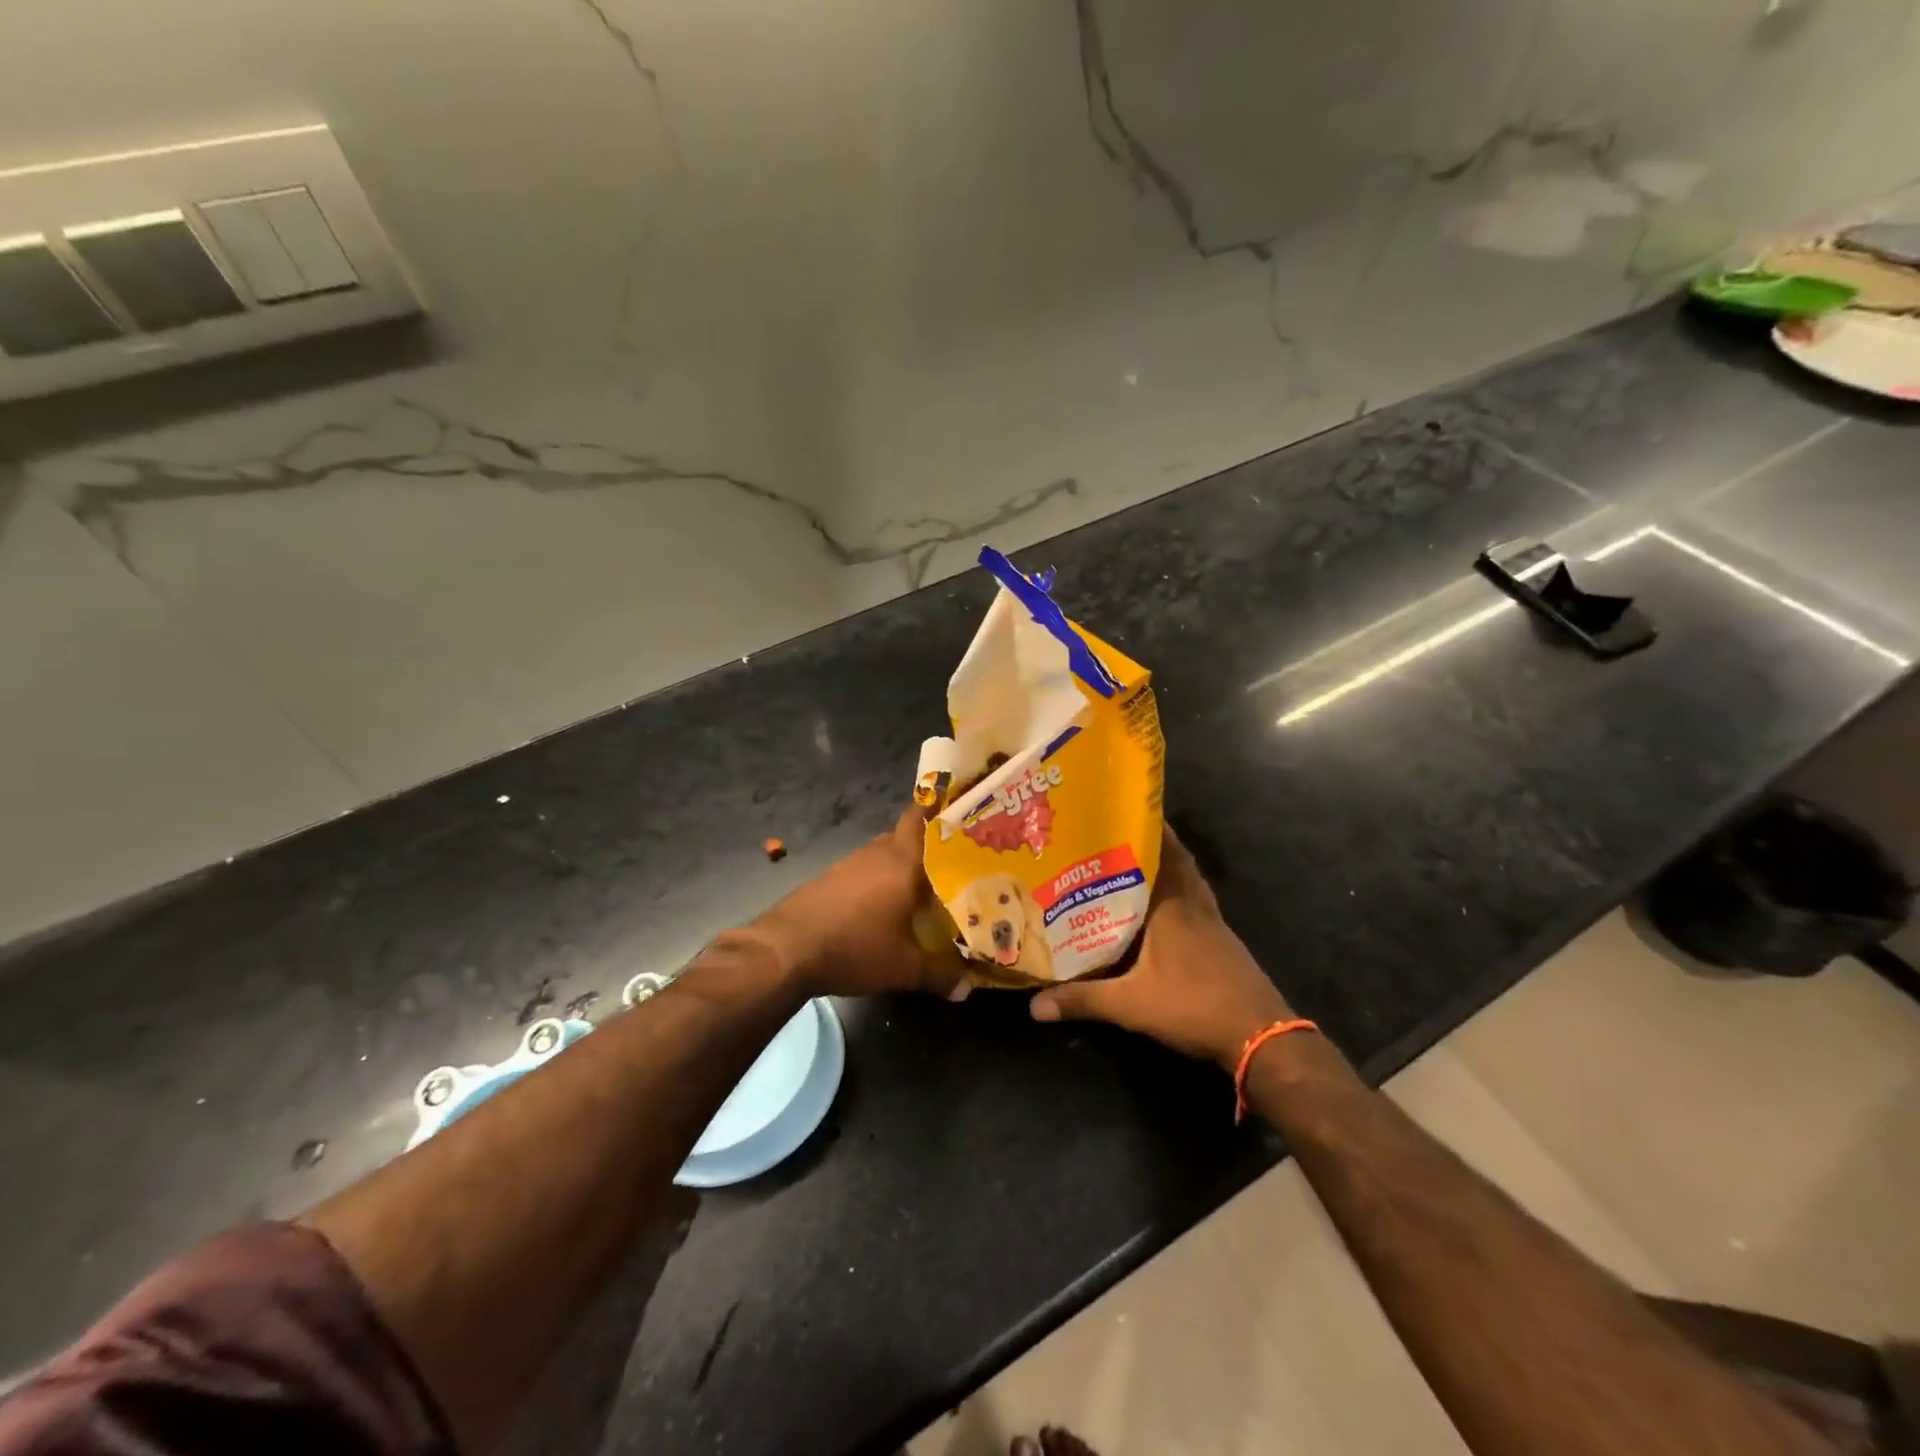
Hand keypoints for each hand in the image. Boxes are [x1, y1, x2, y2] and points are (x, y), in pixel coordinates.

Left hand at [746, 808, 968, 999]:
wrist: (785, 950)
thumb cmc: (854, 948)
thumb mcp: (904, 968)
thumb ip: (940, 975)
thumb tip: (967, 988)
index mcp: (903, 861)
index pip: (920, 816)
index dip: (938, 809)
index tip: (959, 814)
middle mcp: (877, 853)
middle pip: (905, 836)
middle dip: (926, 847)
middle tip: (951, 863)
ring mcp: (849, 864)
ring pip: (883, 855)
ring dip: (899, 867)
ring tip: (920, 888)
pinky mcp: (828, 879)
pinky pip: (862, 871)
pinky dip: (876, 881)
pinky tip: (880, 907)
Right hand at [1030, 827, 1292, 1069]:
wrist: (1260, 1035)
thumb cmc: (1194, 1006)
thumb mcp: (1131, 1005)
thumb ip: (1083, 1000)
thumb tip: (1035, 1005)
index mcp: (1171, 906)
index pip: (1158, 853)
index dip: (1141, 828)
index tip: (1116, 810)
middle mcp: (1192, 903)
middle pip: (1176, 859)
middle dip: (1152, 840)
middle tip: (1119, 829)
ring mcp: (1211, 921)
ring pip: (1188, 878)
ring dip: (1168, 863)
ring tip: (1136, 856)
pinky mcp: (1220, 939)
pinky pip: (1195, 899)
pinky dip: (1178, 889)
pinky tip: (1160, 902)